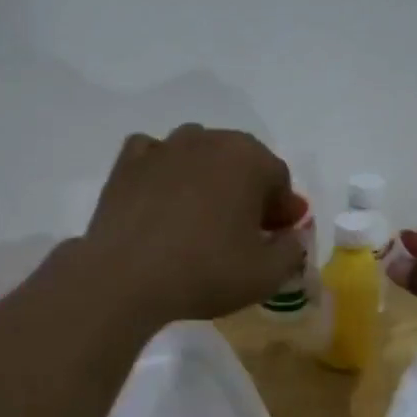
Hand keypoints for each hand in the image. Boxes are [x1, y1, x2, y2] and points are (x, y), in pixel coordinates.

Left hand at [82, 125, 306, 324]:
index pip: (279, 179)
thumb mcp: (266, 275)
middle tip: (244, 230)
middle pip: (239, 162)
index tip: (278, 237)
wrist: (125, 277)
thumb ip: (292, 251)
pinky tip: (161, 199)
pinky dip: (163, 171)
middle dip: (247, 192)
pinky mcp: (127, 163)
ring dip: (206, 179)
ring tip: (200, 217)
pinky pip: (155, 157)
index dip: (283, 210)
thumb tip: (290, 237)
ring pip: (197, 155)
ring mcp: (163, 147)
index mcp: (248, 158)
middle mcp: (207, 140)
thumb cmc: (204, 272)